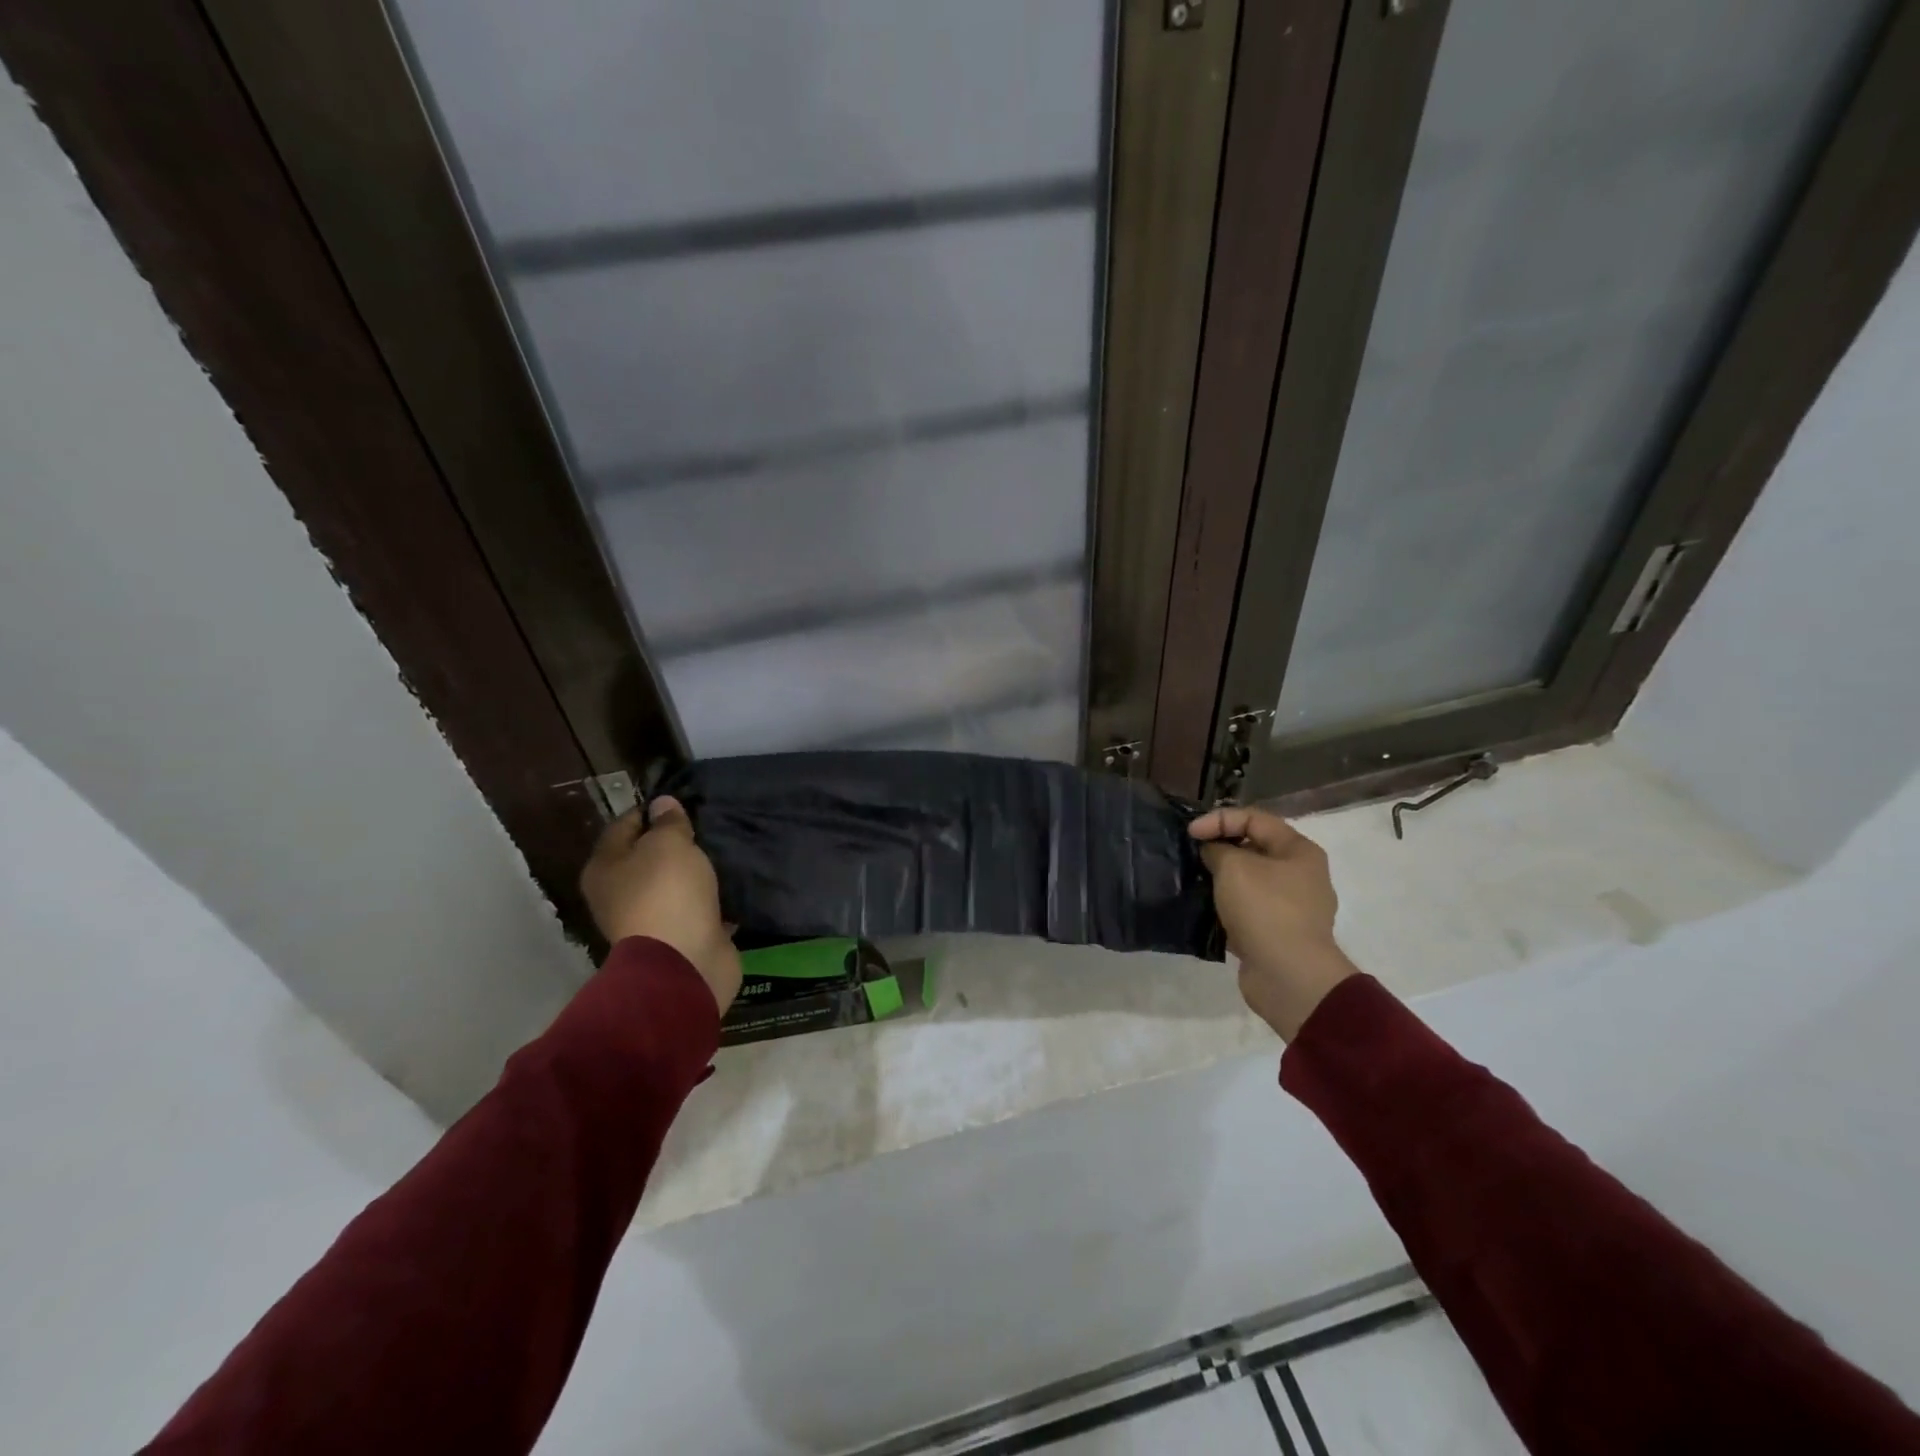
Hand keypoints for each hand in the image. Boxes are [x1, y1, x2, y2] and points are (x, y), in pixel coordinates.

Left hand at [579, 797, 741, 1014]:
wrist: (685, 961)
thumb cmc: (666, 893)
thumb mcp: (668, 844)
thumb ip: (668, 822)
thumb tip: (662, 804)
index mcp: (605, 869)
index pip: (623, 825)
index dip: (651, 811)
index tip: (681, 802)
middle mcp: (619, 894)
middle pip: (647, 858)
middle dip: (675, 843)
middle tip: (706, 826)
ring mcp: (649, 919)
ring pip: (673, 884)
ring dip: (694, 872)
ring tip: (722, 852)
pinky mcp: (679, 937)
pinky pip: (695, 908)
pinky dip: (710, 898)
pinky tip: (731, 883)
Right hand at [1189, 806, 1356, 1039]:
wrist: (1289, 976)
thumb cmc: (1265, 909)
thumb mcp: (1234, 867)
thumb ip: (1217, 849)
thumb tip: (1212, 852)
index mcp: (1299, 851)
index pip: (1254, 818)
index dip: (1219, 819)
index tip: (1190, 834)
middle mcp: (1300, 875)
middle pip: (1253, 849)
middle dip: (1220, 849)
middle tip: (1192, 857)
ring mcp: (1291, 907)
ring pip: (1249, 882)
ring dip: (1221, 880)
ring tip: (1195, 882)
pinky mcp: (1277, 934)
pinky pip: (1247, 910)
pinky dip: (1226, 907)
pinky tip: (1205, 910)